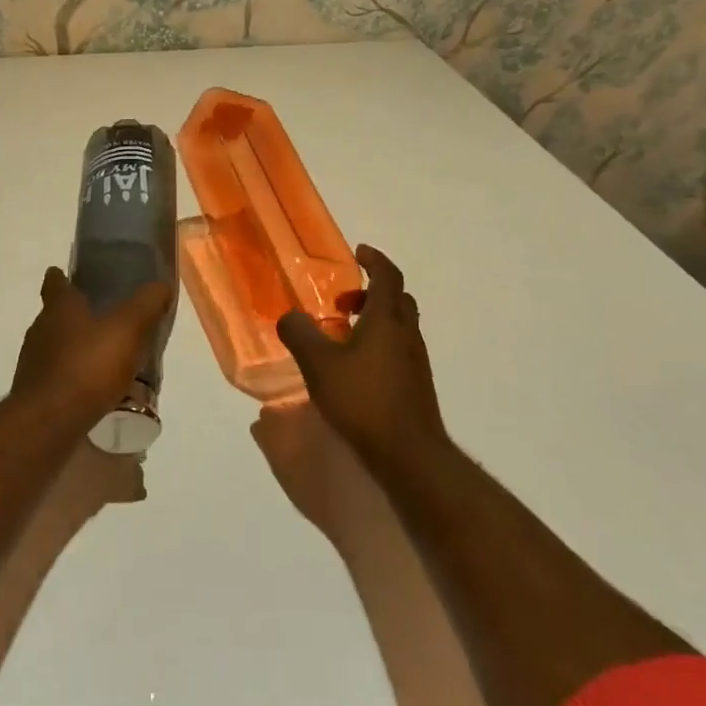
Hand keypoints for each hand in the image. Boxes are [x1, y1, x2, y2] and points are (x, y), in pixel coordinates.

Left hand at [11, 267, 173, 430]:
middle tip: (103, 321)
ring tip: (104, 360)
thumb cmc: (89, 366)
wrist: (49, 422)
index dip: (62, 278)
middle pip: (55, 316)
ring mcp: (34, 364)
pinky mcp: (35, 394)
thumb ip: (146, 305)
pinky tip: (94, 392)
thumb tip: (160, 285)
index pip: (55, 283)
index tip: (69, 277)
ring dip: (76, 350)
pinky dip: (74, 380)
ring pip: (55, 349)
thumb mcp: (129, 328)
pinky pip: (58, 379)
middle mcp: (40, 331)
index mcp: (59, 309)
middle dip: (75, 317)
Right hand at [276, 245, 447, 456]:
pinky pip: (398, 349)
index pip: (387, 276)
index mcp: (387, 320)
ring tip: (342, 336)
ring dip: (374, 320)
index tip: (359, 252)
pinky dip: (379, 344)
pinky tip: (355, 368)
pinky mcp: (415, 384)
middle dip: (372, 292)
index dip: (375, 260)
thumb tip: (289, 316)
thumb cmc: (363, 399)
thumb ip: (300, 335)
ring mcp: (415, 361)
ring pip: (399, 326)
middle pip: (397, 299)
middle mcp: (406, 334)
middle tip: (343, 301)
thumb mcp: (319, 365)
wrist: (408, 453)